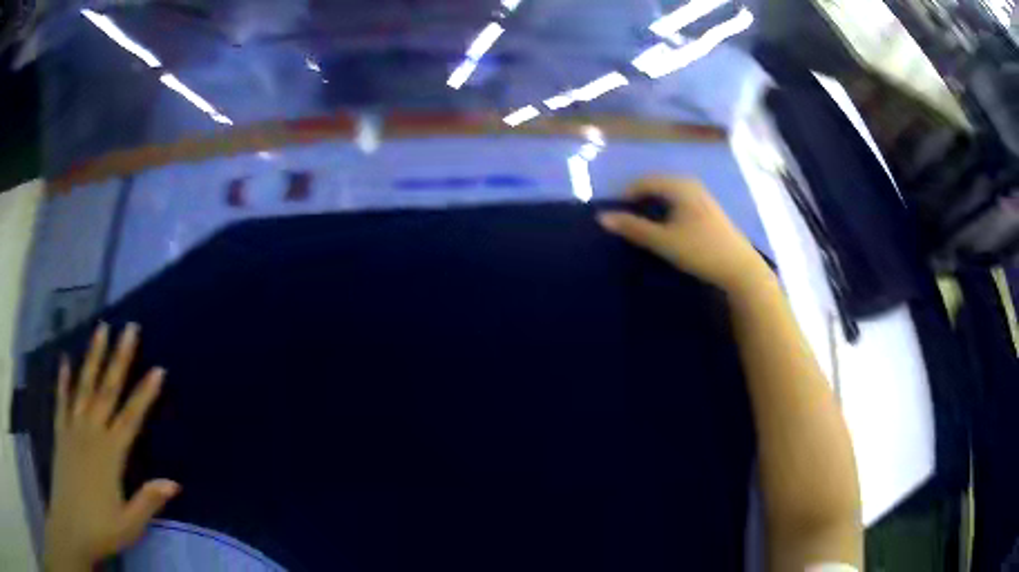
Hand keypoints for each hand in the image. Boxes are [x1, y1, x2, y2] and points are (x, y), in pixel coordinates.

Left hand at [45, 323, 177, 571]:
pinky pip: (62, 401)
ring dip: (93, 357)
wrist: (71, 526)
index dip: (145, 394)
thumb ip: (148, 501)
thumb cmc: (101, 528)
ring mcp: (73, 429)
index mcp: (110, 454)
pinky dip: (63, 380)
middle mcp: (91, 433)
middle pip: (107, 390)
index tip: (158, 369)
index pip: (131, 418)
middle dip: (119, 359)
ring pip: (84, 386)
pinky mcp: (60, 432)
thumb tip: (174, 483)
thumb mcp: (130, 524)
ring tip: (101, 329)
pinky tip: (65, 360)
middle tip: (129, 329)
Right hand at [598, 177, 771, 293]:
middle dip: (640, 201)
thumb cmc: (700, 250)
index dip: (626, 196)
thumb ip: (633, 228)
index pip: (644, 181)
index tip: (616, 216)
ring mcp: (703, 197)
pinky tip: (668, 230)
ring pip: (670, 195)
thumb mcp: (663, 241)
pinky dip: (668, 212)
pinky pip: (681, 203)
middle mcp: (691, 184)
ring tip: (644, 228)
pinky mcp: (710, 210)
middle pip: (657, 186)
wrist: (739, 268)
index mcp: (679, 185)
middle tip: (627, 222)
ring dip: (654, 208)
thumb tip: (602, 217)